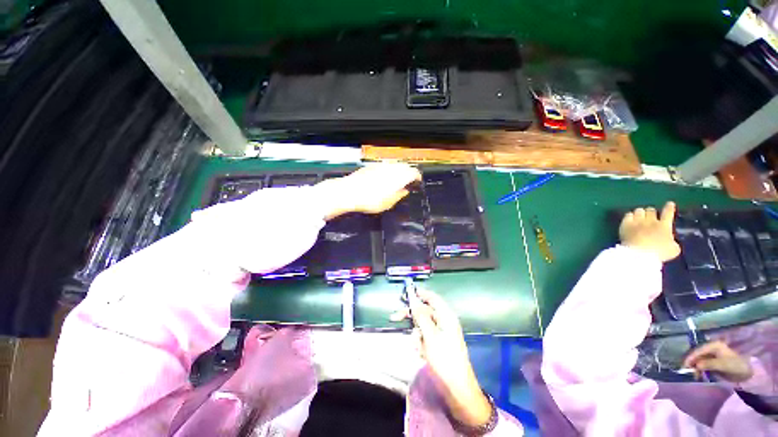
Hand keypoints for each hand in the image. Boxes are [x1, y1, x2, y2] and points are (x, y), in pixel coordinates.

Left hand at [316, 162, 421, 219]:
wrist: (349, 192)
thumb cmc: (370, 200)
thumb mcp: (388, 203)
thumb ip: (399, 196)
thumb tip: (404, 191)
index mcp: (400, 176)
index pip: (414, 172)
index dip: (418, 177)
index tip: (418, 182)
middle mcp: (392, 167)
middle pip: (405, 166)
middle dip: (409, 172)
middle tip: (409, 180)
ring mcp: (381, 164)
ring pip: (395, 164)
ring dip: (399, 170)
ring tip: (398, 179)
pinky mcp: (371, 165)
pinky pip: (385, 165)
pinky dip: (389, 170)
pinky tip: (385, 177)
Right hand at [393, 290, 491, 426]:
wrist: (456, 387)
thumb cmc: (444, 358)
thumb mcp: (430, 336)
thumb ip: (421, 317)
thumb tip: (414, 301)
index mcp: (446, 316)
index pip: (432, 298)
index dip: (420, 294)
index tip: (406, 294)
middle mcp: (444, 321)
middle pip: (424, 311)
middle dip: (411, 316)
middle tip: (395, 318)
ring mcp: (441, 333)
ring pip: (422, 325)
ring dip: (417, 334)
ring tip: (418, 348)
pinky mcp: (438, 343)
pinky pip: (425, 337)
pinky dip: (421, 343)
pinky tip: (421, 353)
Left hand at [619, 202, 680, 261]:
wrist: (639, 253)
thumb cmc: (659, 253)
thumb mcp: (673, 249)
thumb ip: (672, 242)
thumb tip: (671, 241)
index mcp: (664, 226)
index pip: (668, 213)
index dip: (669, 208)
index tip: (670, 203)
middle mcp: (650, 221)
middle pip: (651, 210)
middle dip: (651, 212)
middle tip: (650, 216)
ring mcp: (637, 222)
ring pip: (639, 210)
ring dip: (640, 213)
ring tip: (639, 217)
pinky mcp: (625, 225)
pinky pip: (628, 215)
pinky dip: (630, 216)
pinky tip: (630, 219)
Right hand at [683, 340, 753, 382]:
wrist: (746, 373)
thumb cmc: (735, 366)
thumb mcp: (722, 364)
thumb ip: (709, 364)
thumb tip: (696, 365)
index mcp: (713, 345)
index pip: (698, 350)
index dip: (691, 358)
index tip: (685, 366)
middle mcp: (711, 348)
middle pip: (697, 355)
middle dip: (692, 363)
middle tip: (689, 372)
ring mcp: (712, 355)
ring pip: (699, 360)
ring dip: (696, 368)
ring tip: (695, 376)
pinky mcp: (713, 362)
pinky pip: (703, 365)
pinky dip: (700, 370)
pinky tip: (699, 375)